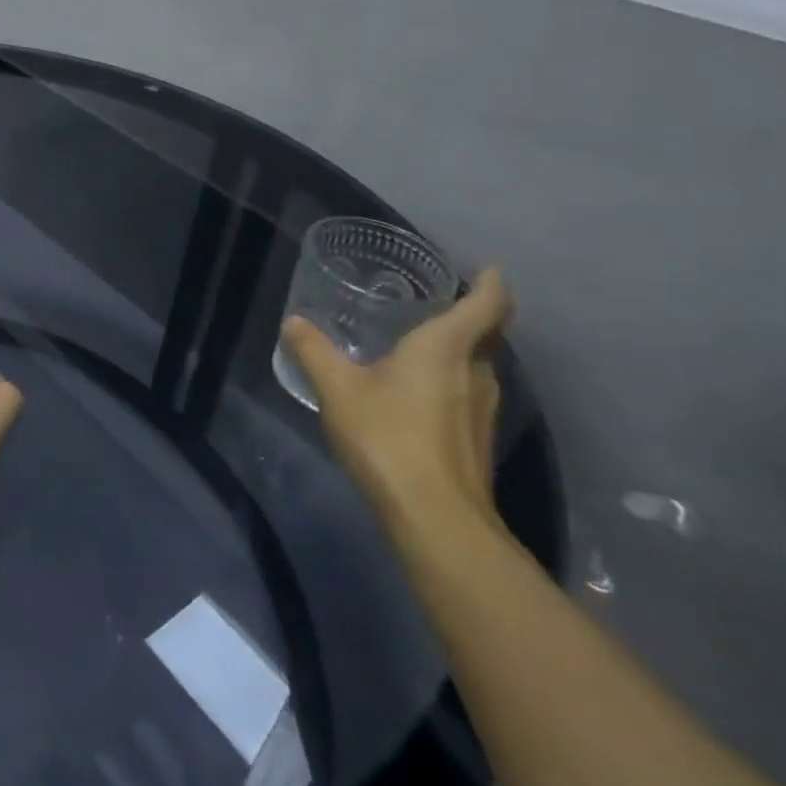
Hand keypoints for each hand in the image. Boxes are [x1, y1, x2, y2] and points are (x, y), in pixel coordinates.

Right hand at [281, 268, 511, 536]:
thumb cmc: (387, 436)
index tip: (487, 268)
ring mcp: (484, 410)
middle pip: (485, 335)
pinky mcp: (479, 441)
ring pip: (477, 368)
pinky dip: (450, 384)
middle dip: (468, 317)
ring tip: (419, 348)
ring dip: (457, 353)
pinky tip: (416, 395)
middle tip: (434, 305)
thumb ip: (314, 351)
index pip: (486, 304)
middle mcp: (477, 372)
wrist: (435, 517)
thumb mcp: (337, 388)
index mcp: (446, 347)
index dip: (490, 283)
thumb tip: (295, 322)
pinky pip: (468, 396)